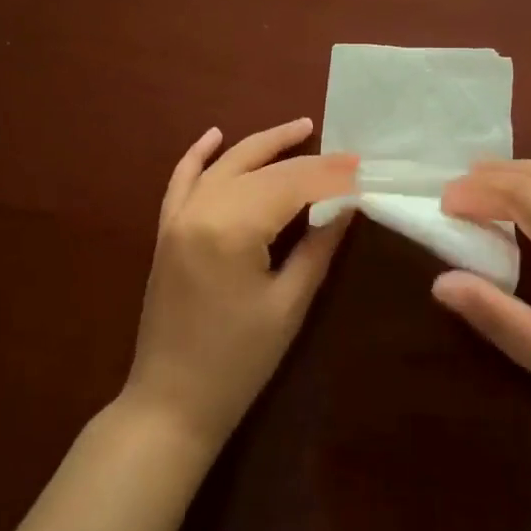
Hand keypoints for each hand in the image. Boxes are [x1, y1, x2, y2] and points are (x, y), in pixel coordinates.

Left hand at [123, 119, 356, 453]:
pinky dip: (198, 154)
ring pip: (226, 164)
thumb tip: (347, 206)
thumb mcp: (288, 304)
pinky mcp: (167, 229)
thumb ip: (318, 247)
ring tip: (299, 127)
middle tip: (345, 155)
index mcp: (233, 227)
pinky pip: (181, 180)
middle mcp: (202, 208)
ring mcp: (179, 216)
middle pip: (262, 168)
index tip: (364, 169)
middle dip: (306, 159)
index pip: (293, 184)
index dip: (331, 175)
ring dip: (262, 144)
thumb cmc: (238, 361)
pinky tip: (215, 135)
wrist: (170, 402)